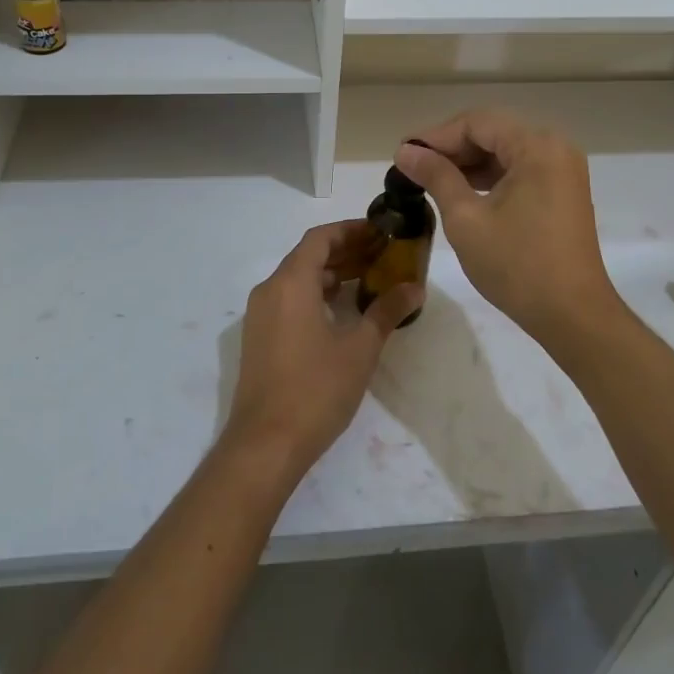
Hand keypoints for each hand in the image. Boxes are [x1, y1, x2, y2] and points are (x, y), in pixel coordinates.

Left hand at [222, 221, 421, 486]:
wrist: (265, 444)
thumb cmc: (316, 389)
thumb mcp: (359, 349)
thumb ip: (386, 312)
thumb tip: (415, 288)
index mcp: (290, 283)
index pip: (320, 238)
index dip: (351, 230)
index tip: (381, 233)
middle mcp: (269, 290)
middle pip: (308, 256)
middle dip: (345, 251)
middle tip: (382, 256)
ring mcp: (260, 315)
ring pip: (297, 279)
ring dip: (331, 274)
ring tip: (368, 280)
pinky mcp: (258, 337)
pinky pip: (288, 299)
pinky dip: (315, 294)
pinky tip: (342, 311)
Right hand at [395, 111, 623, 353]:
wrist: (572, 315)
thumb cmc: (517, 265)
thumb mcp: (466, 218)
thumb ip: (436, 176)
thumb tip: (405, 151)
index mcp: (537, 146)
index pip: (477, 123)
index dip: (436, 136)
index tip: (403, 154)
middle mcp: (555, 148)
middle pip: (493, 132)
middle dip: (452, 148)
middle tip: (413, 167)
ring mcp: (563, 170)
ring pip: (506, 150)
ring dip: (469, 162)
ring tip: (431, 180)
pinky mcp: (563, 191)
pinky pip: (520, 169)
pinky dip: (490, 176)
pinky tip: (462, 191)